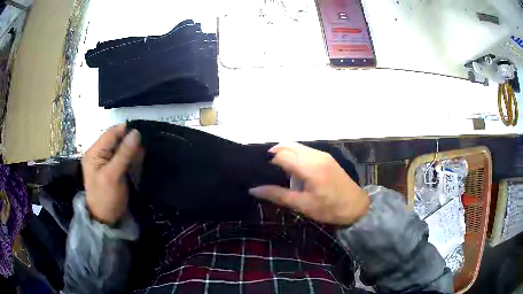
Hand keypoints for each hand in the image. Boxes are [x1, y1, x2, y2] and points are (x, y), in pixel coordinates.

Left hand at [82, 124, 140, 224]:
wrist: (106, 219)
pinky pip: (123, 157)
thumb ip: (124, 154)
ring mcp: (106, 160)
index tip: (142, 136)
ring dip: (132, 151)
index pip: (111, 134)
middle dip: (130, 142)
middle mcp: (99, 153)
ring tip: (140, 158)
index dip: (126, 132)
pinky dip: (131, 158)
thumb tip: (136, 132)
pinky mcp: (113, 168)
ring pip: (122, 148)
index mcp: (94, 152)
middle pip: (116, 139)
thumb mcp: (113, 176)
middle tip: (142, 151)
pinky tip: (137, 163)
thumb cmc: (106, 198)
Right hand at [249, 143, 368, 225]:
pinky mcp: (326, 157)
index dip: (265, 161)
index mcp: (309, 167)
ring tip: (275, 171)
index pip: (280, 155)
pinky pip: (304, 150)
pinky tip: (291, 170)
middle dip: (272, 154)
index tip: (255, 170)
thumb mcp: (303, 205)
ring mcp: (322, 154)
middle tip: (262, 170)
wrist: (357, 207)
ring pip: (295, 146)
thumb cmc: (330, 209)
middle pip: (287, 146)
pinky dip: (293, 155)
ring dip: (283, 154)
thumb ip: (278, 195)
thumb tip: (253, 190)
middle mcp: (315, 155)